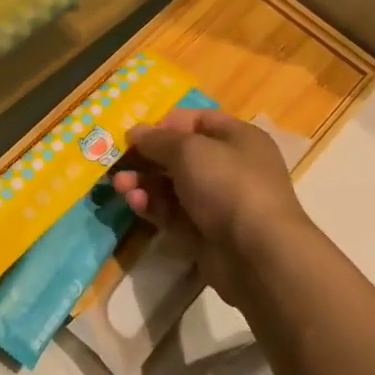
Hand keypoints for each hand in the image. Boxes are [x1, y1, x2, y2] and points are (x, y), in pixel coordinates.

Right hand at [111, 110, 312, 303]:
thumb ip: (157, 139)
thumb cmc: (228, 184)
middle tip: (117, 160)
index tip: (137, 132)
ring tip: (119, 184)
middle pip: (180, 155)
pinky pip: (172, 213)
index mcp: (237, 139)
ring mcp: (217, 202)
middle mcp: (229, 167)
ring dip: (144, 182)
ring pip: (172, 186)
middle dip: (147, 157)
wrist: (257, 253)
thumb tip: (136, 132)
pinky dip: (152, 206)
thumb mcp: (189, 149)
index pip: (198, 120)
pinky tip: (134, 202)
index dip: (166, 123)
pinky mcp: (204, 232)